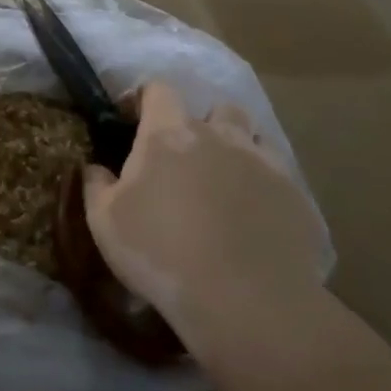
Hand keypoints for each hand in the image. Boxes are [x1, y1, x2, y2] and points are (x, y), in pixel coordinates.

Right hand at [82, 81, 323, 338]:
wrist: (245, 301)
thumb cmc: (160, 252)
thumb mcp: (104, 222)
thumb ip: (96, 185)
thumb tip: (95, 167)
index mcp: (170, 134)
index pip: (159, 89)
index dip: (144, 97)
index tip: (131, 118)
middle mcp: (220, 136)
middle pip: (216, 108)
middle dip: (202, 123)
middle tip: (186, 157)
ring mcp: (263, 163)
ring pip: (254, 137)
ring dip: (237, 149)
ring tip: (224, 183)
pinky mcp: (296, 196)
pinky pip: (279, 177)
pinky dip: (263, 186)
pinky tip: (253, 218)